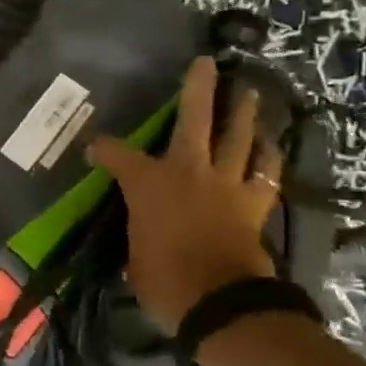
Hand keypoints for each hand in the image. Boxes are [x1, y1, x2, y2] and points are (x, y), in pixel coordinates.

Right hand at [87, 57, 281, 333]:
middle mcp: (188, 171)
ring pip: (238, 137)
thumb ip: (139, 234)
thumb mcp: (134, 256)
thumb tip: (142, 236)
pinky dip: (269, 157)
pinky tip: (272, 145)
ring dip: (244, 113)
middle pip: (195, 119)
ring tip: (249, 93)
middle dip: (199, 89)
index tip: (93, 150)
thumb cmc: (164, 281)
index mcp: (148, 183)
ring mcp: (226, 183)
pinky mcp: (254, 203)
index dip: (102, 149)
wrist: (219, 302)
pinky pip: (267, 172)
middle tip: (206, 64)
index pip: (116, 155)